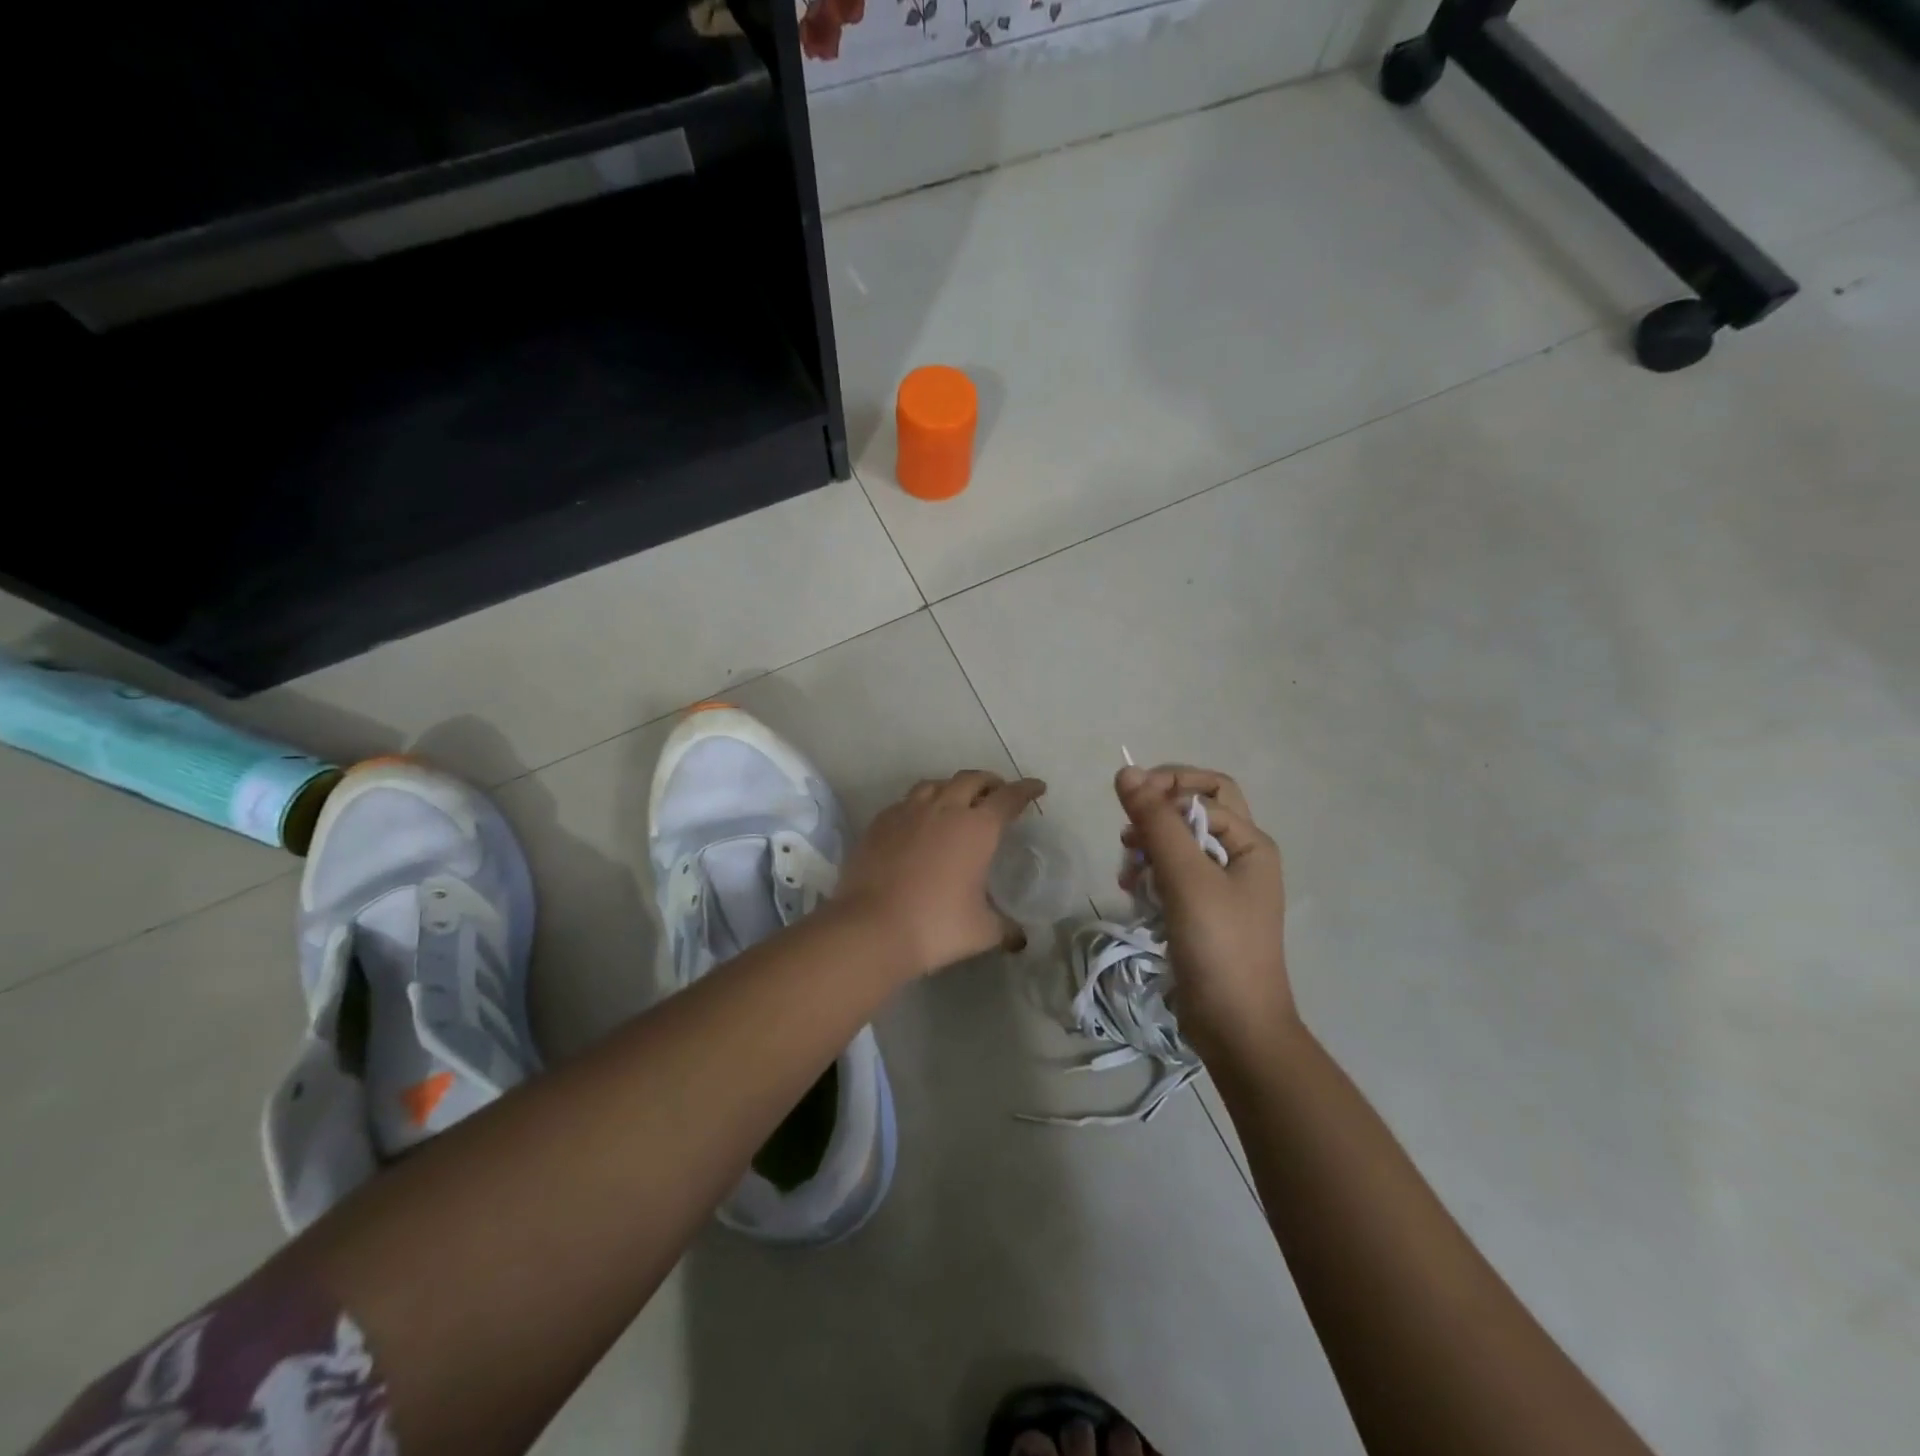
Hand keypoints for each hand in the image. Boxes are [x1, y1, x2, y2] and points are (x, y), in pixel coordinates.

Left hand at [837, 771, 1046, 975]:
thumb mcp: (983, 931)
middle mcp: (944, 809)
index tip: (1037, 787)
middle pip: (971, 779)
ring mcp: (908, 812)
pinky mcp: (879, 823)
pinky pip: (906, 801)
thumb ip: (1005, 928)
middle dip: (990, 781)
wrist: (872, 927)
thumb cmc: (937, 926)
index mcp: (977, 828)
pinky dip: (921, 803)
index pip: (1008, 797)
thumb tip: (1020, 938)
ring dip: (953, 786)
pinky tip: (919, 820)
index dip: (1026, 790)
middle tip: (998, 792)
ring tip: (957, 800)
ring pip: (935, 784)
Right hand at [1115, 764, 1293, 1058]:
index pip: (1205, 791)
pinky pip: (1171, 875)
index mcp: (1250, 843)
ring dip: (1149, 848)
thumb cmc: (1219, 946)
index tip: (1128, 810)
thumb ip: (1157, 822)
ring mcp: (1220, 887)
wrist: (1235, 1027)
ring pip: (1178, 844)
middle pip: (1194, 812)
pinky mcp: (1200, 911)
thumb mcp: (1186, 877)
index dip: (1166, 790)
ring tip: (1128, 872)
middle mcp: (1240, 858)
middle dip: (1158, 816)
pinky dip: (1150, 876)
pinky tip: (1133, 892)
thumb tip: (1126, 771)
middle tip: (1129, 834)